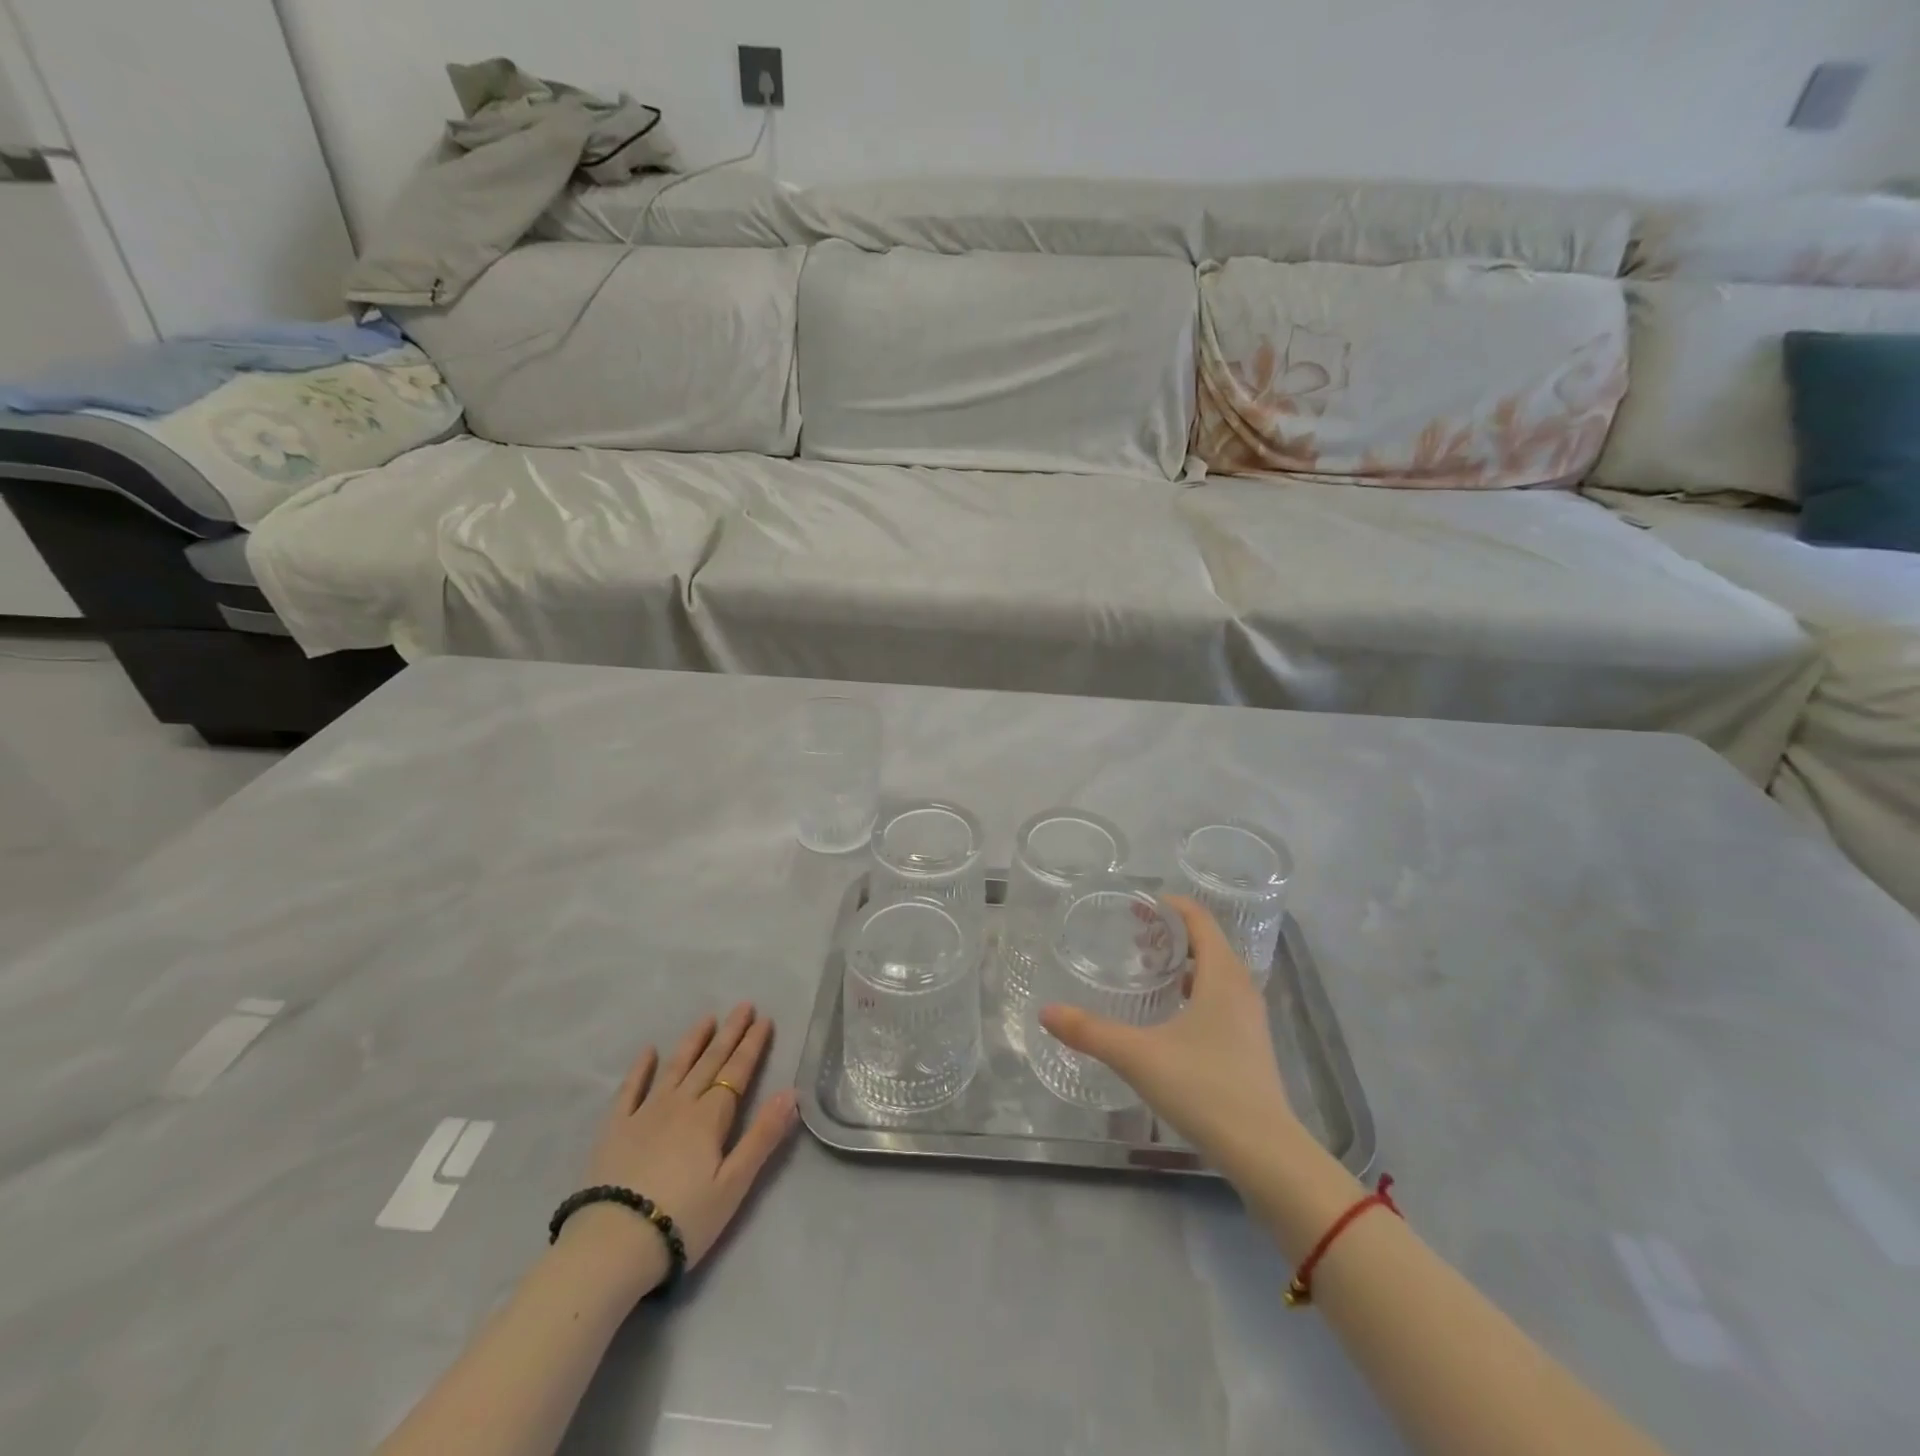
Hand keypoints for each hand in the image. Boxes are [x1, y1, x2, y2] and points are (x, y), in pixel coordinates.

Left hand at [562, 1003, 798, 1298]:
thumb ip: (762, 1136)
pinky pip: (629, 1091)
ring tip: (707, 1019)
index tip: (764, 1019)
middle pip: (710, 1062)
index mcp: (711, 1117)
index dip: (752, 1045)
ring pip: (675, 1068)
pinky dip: (640, 1069)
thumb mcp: (734, 1184)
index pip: (738, 1072)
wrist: (611, 1246)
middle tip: (743, 1006)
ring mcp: (645, 1114)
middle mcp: (680, 1105)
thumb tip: (791, 1092)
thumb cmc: (683, 1219)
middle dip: (729, 1033)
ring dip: (693, 1042)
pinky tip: (648, 1051)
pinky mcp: (614, 1130)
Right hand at [1039, 897, 1297, 1177]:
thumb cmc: (1204, 1088)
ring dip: (1184, 964)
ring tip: (1148, 972)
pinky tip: (1170, 1016)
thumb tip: (1046, 1012)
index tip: (1139, 905)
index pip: (1200, 920)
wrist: (1264, 1152)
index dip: (1171, 906)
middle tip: (1133, 938)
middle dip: (1171, 935)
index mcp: (1222, 975)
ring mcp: (1250, 1018)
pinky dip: (1195, 991)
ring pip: (1216, 973)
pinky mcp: (1250, 1045)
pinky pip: (1221, 998)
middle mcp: (1241, 988)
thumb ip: (1090, 1032)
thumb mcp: (1138, 1056)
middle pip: (1208, 943)